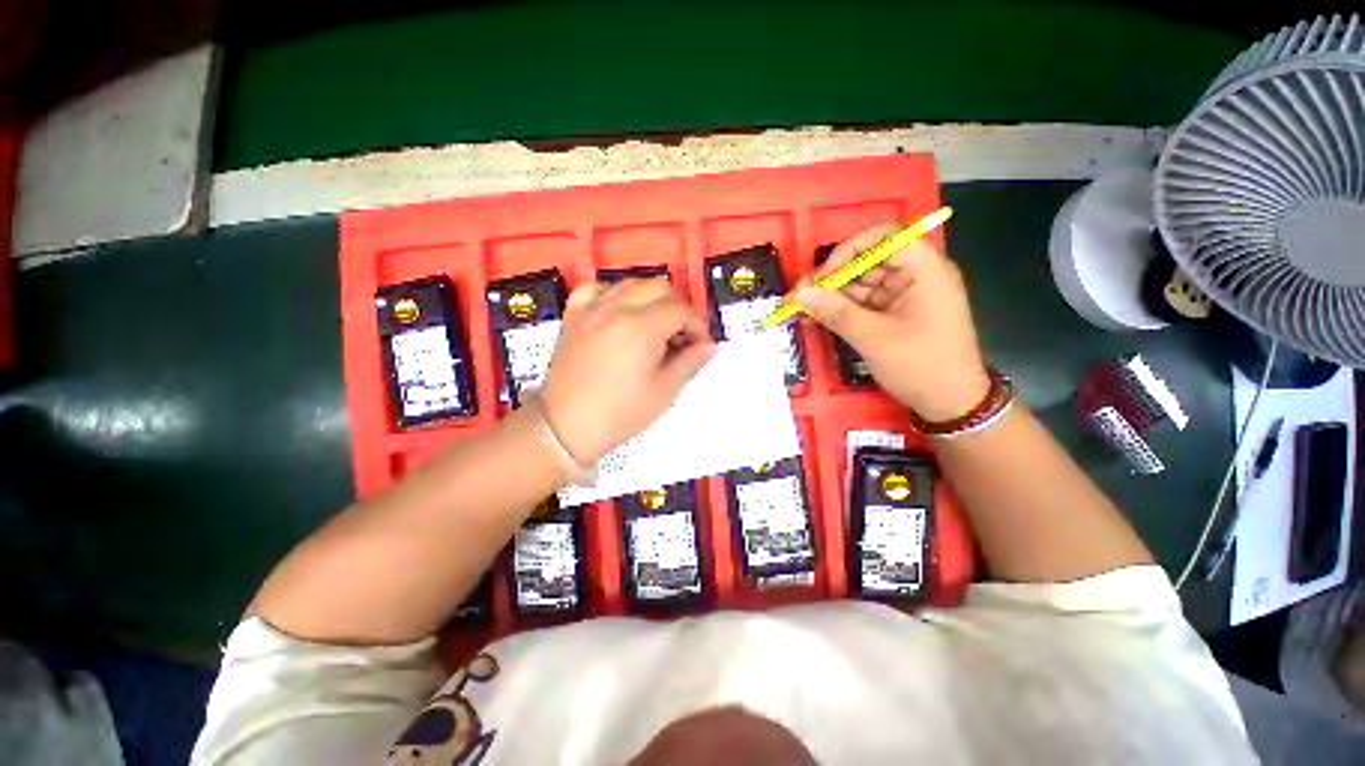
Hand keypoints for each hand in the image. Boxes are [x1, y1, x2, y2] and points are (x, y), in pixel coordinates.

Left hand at [537, 279, 716, 462]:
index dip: (698, 326)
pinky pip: (596, 289)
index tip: (702, 346)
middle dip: (679, 308)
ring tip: (656, 326)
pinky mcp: (574, 316)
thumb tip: (708, 347)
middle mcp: (617, 308)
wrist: (565, 426)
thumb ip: (689, 362)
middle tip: (682, 336)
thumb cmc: (620, 413)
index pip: (681, 309)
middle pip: (659, 287)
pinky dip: (613, 294)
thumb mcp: (663, 391)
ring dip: (651, 299)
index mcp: (642, 327)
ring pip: (631, 283)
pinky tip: (619, 312)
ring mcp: (592, 308)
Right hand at [794, 224, 989, 420]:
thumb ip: (836, 313)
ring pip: (858, 284)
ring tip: (798, 313)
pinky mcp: (893, 312)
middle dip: (829, 279)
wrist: (950, 403)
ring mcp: (903, 294)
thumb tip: (800, 295)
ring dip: (828, 297)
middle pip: (865, 262)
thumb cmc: (922, 366)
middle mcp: (914, 275)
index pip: (883, 238)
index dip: (847, 251)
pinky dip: (838, 311)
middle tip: (797, 299)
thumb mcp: (874, 339)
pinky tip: (814, 319)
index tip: (821, 278)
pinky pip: (861, 303)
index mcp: (924, 270)